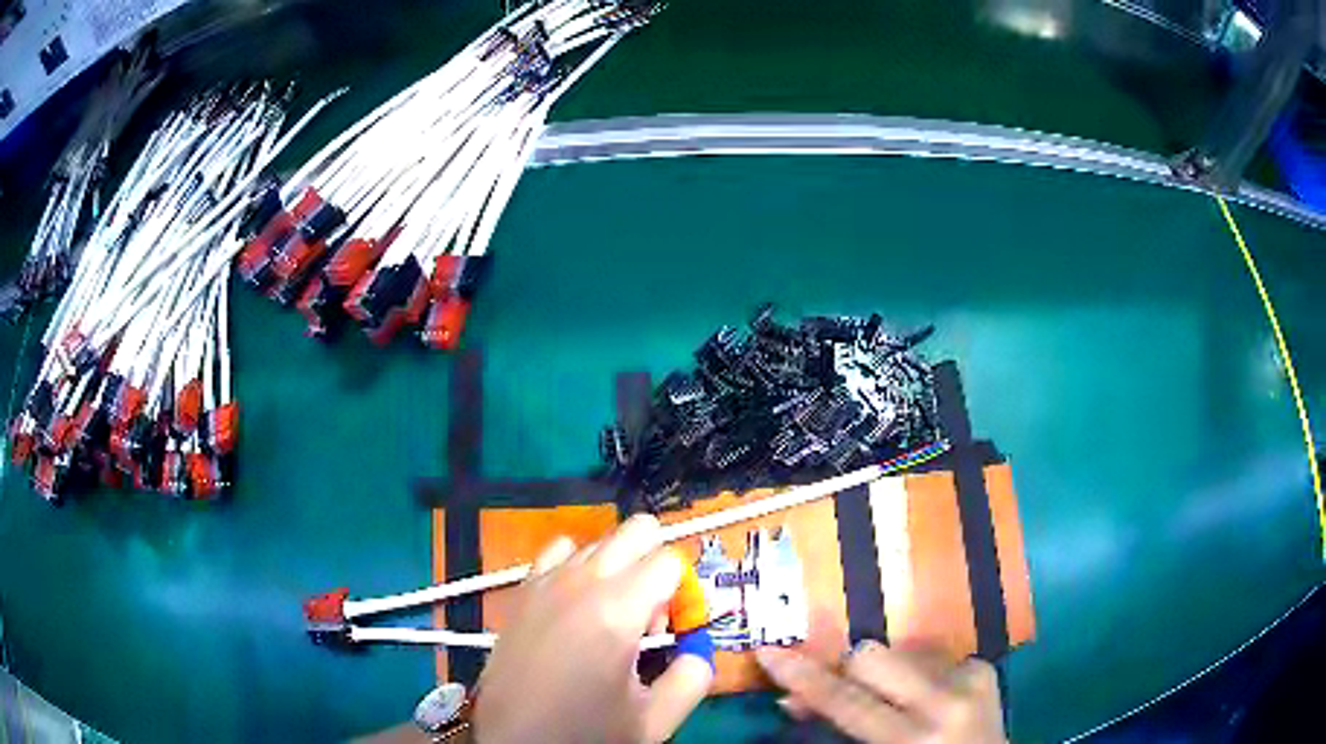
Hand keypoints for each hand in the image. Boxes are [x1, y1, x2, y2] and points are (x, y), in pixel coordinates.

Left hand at [474, 515, 713, 742]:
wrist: (513, 740)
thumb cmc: (584, 733)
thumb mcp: (655, 720)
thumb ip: (695, 676)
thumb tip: (697, 648)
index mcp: (617, 610)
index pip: (671, 560)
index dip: (684, 594)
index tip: (673, 633)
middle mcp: (581, 581)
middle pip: (638, 529)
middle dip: (657, 566)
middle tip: (648, 620)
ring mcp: (546, 579)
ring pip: (602, 541)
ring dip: (620, 570)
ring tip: (610, 620)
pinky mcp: (523, 589)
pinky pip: (561, 551)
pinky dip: (579, 567)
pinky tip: (577, 608)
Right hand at [757, 641, 1004, 742]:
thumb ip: (837, 731)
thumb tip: (794, 702)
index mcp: (911, 738)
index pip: (845, 701)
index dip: (803, 676)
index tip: (768, 652)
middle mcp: (945, 700)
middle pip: (872, 656)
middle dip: (846, 671)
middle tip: (836, 690)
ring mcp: (970, 678)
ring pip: (900, 650)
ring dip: (883, 672)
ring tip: (889, 699)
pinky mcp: (985, 669)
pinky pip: (932, 655)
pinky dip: (916, 672)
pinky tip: (921, 695)